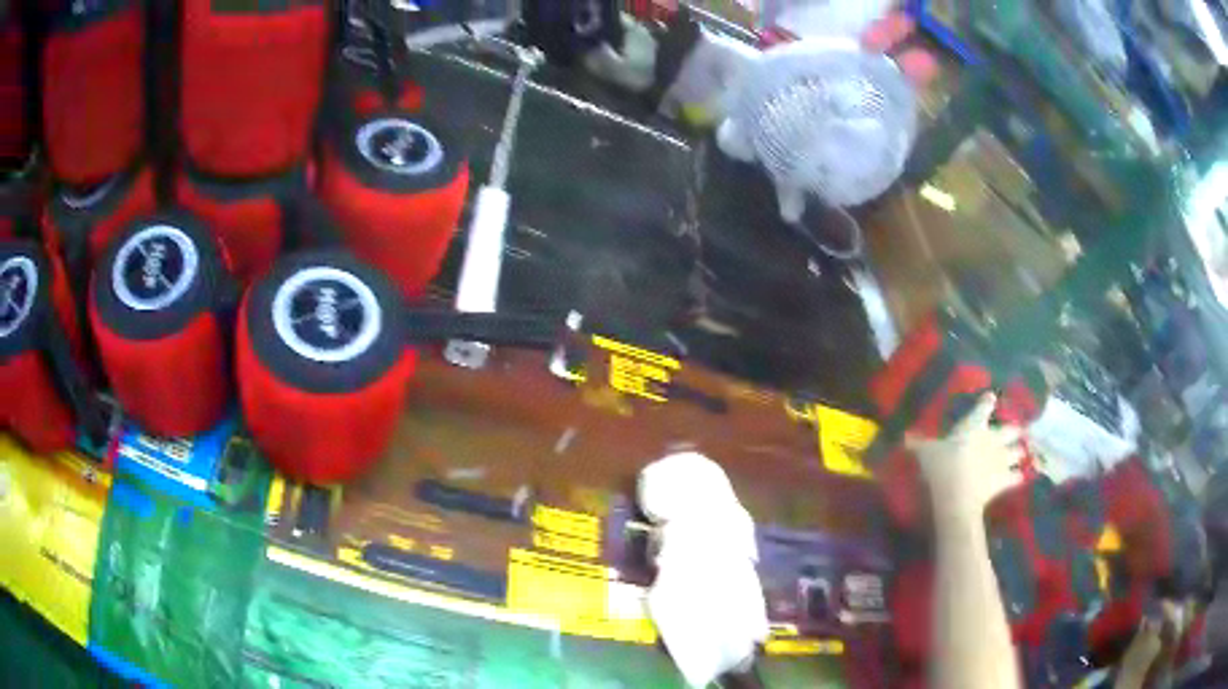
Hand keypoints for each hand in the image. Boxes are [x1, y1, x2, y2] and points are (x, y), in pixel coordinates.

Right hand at [906, 394, 1026, 527]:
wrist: (958, 496)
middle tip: (1019, 428)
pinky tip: (1022, 476)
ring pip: (1017, 452)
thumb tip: (902, 437)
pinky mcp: (1004, 480)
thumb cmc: (942, 467)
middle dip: (1015, 429)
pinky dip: (1020, 476)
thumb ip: (918, 444)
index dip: (988, 402)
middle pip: (1009, 429)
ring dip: (1020, 452)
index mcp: (974, 426)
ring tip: (1022, 452)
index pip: (984, 408)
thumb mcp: (925, 453)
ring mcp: (1001, 459)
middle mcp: (992, 438)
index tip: (991, 398)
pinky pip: (1017, 476)